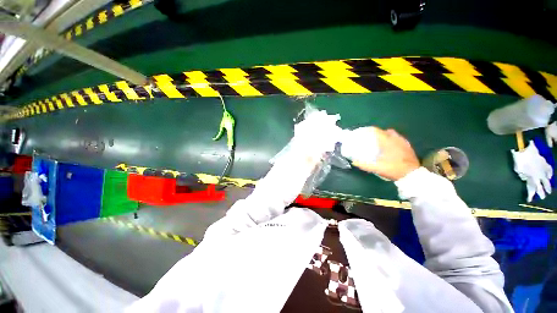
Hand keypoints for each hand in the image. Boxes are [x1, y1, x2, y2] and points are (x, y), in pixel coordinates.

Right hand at [352, 127, 419, 180]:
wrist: (412, 175)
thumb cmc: (393, 169)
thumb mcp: (377, 168)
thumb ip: (364, 165)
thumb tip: (354, 162)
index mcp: (387, 142)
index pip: (377, 131)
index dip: (369, 130)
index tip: (362, 132)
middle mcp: (395, 139)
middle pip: (385, 131)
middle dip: (377, 133)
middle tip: (371, 137)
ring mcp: (403, 142)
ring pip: (393, 134)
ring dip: (385, 135)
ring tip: (380, 141)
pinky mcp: (408, 146)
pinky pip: (398, 138)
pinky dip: (392, 139)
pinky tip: (390, 146)